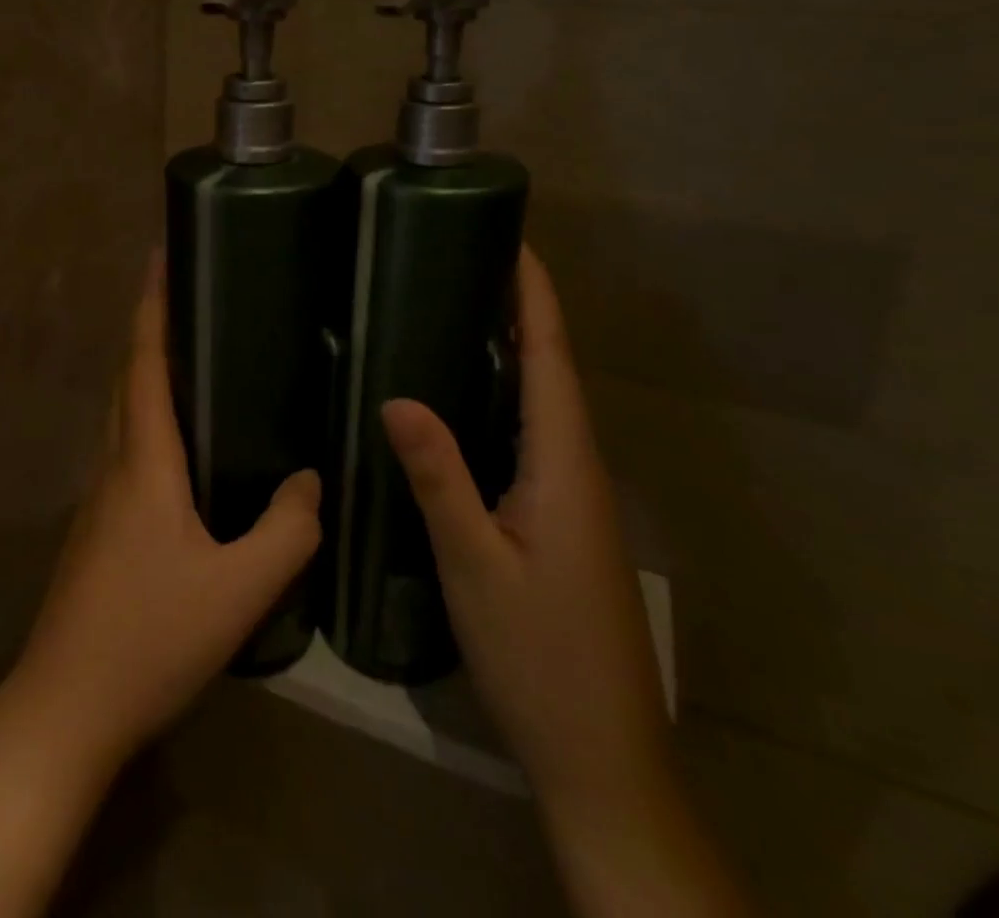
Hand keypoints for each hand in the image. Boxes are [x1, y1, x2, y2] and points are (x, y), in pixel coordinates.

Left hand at [11, 253, 322, 770]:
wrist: (63, 710)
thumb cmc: (149, 637)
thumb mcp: (237, 589)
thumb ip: (285, 532)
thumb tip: (309, 481)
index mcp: (142, 461)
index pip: (145, 363)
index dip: (152, 306)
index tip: (160, 255)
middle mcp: (113, 465)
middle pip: (128, 379)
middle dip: (151, 328)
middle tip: (190, 298)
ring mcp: (98, 499)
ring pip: (123, 416)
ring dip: (148, 375)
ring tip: (192, 358)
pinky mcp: (96, 530)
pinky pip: (125, 451)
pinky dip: (149, 422)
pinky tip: (181, 449)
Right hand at [382, 245, 670, 824]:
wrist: (602, 757)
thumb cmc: (539, 655)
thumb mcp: (474, 563)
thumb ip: (439, 476)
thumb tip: (397, 396)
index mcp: (564, 465)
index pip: (551, 360)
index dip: (535, 298)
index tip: (513, 241)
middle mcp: (578, 469)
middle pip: (552, 372)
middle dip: (521, 311)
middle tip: (466, 262)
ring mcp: (575, 498)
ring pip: (544, 405)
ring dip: (515, 351)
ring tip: (460, 309)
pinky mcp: (563, 521)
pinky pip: (533, 436)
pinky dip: (506, 396)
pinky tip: (467, 399)